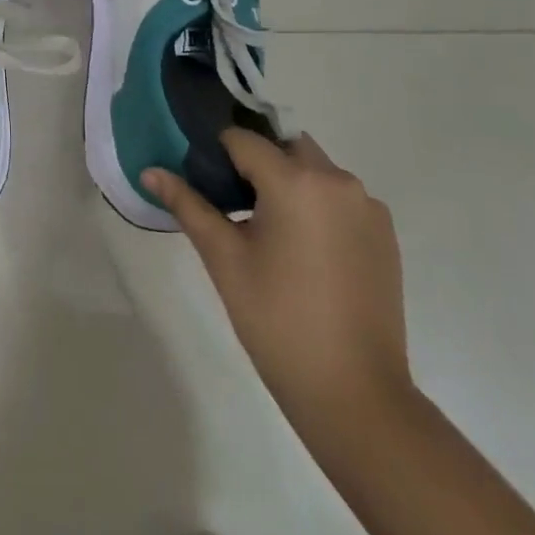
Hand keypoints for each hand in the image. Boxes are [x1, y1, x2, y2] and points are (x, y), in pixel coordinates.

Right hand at [144, 130, 411, 430]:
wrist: (355, 394)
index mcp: (296, 181)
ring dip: (287, 181)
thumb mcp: (224, 259)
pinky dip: (316, 204)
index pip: (243, 140)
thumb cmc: (277, 320)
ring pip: (314, 169)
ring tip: (265, 229)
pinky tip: (302, 250)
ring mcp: (367, 206)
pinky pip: (339, 197)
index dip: (216, 153)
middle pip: (284, 146)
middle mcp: (338, 180)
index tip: (201, 179)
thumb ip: (187, 205)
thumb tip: (149, 172)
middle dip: (255, 162)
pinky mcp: (385, 233)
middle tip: (230, 202)